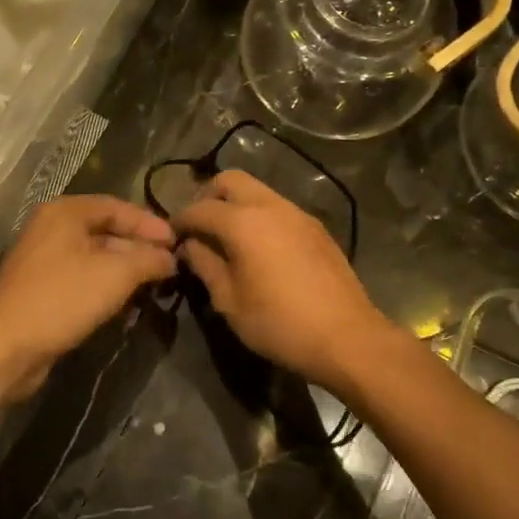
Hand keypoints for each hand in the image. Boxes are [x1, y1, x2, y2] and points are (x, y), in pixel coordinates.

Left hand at [0, 195, 175, 396]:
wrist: (7, 346)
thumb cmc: (63, 298)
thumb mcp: (116, 274)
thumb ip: (148, 259)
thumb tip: (170, 258)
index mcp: (65, 212)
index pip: (117, 206)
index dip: (149, 223)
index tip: (178, 243)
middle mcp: (50, 228)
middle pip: (105, 230)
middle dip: (138, 247)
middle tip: (169, 265)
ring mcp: (42, 259)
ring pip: (94, 256)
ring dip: (124, 268)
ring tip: (153, 284)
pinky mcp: (40, 288)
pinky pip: (81, 277)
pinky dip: (105, 285)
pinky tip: (125, 301)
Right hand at [174, 170, 395, 389]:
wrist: (347, 338)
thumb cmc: (279, 323)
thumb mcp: (229, 301)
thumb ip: (205, 265)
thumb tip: (190, 246)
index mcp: (244, 222)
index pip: (200, 208)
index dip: (180, 220)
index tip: (171, 236)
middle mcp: (271, 206)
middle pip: (230, 180)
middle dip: (208, 197)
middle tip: (200, 227)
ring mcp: (298, 214)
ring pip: (258, 191)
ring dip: (236, 205)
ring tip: (227, 239)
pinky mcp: (317, 228)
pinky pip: (278, 208)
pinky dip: (260, 216)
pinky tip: (259, 248)